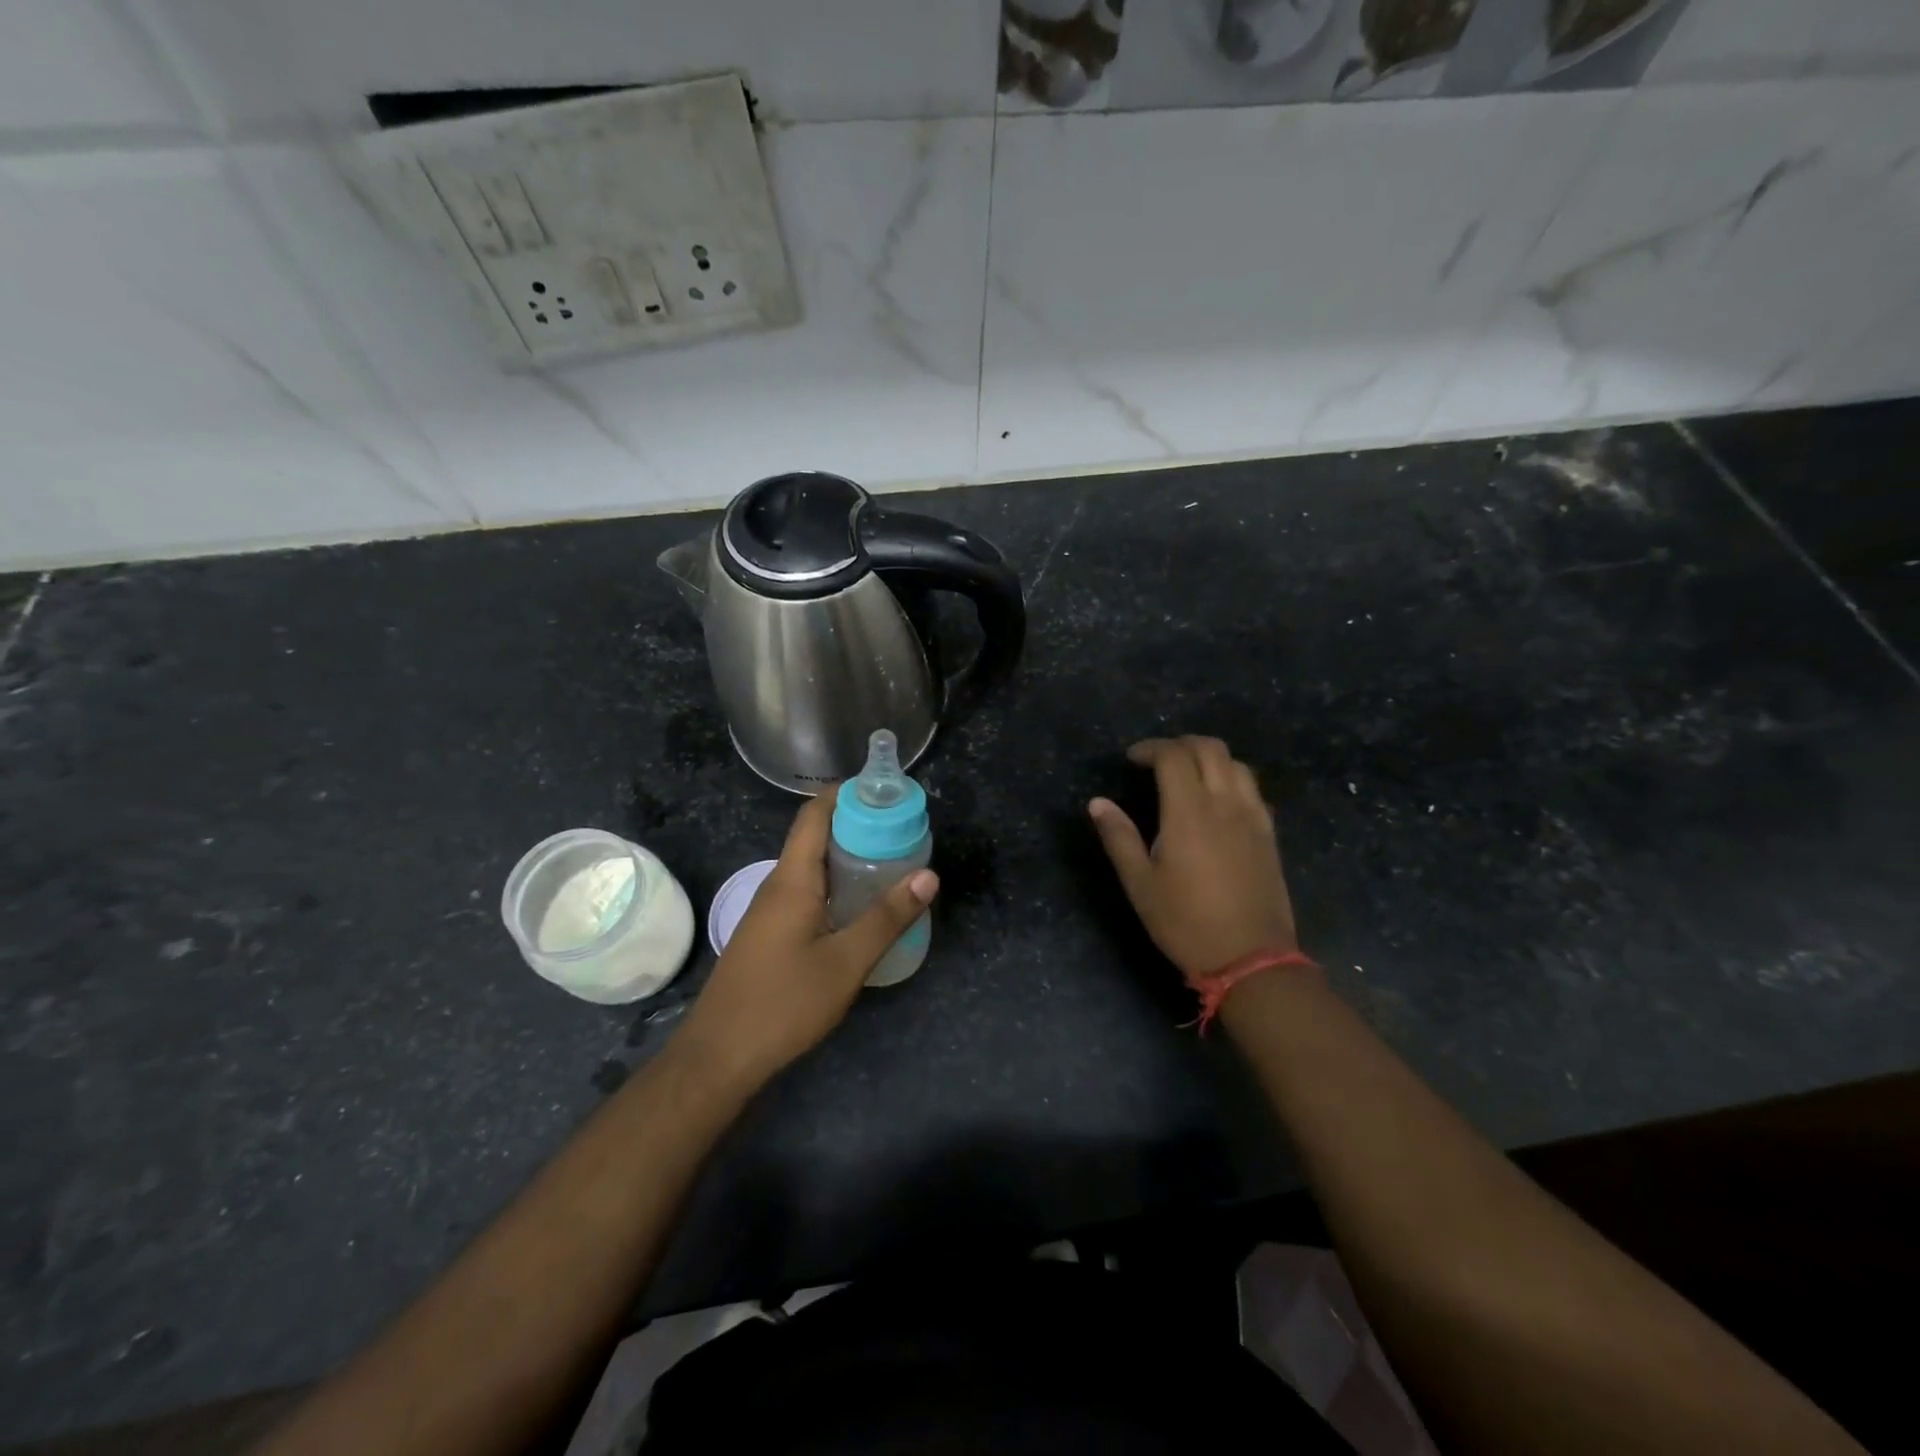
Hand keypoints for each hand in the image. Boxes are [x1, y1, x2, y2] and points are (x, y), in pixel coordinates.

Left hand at [680, 792, 938, 1088]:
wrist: (719, 1056)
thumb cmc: (783, 1003)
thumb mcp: (845, 962)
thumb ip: (886, 917)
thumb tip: (928, 875)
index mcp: (792, 879)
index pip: (815, 814)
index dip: (847, 794)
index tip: (886, 792)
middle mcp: (777, 885)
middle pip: (815, 837)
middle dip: (857, 825)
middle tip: (903, 830)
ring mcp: (770, 910)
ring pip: (812, 867)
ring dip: (848, 857)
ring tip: (892, 862)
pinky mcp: (770, 933)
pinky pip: (807, 891)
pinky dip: (837, 885)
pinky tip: (861, 906)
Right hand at [1088, 736, 1296, 980]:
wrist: (1251, 958)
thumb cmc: (1186, 923)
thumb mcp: (1140, 885)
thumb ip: (1119, 838)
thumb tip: (1098, 803)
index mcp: (1189, 813)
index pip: (1173, 757)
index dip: (1150, 748)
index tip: (1132, 759)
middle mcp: (1225, 804)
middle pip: (1210, 748)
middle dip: (1180, 744)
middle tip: (1157, 760)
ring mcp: (1253, 817)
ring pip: (1237, 764)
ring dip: (1209, 757)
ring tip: (1187, 775)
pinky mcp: (1269, 834)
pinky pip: (1253, 788)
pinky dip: (1231, 778)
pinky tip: (1217, 801)